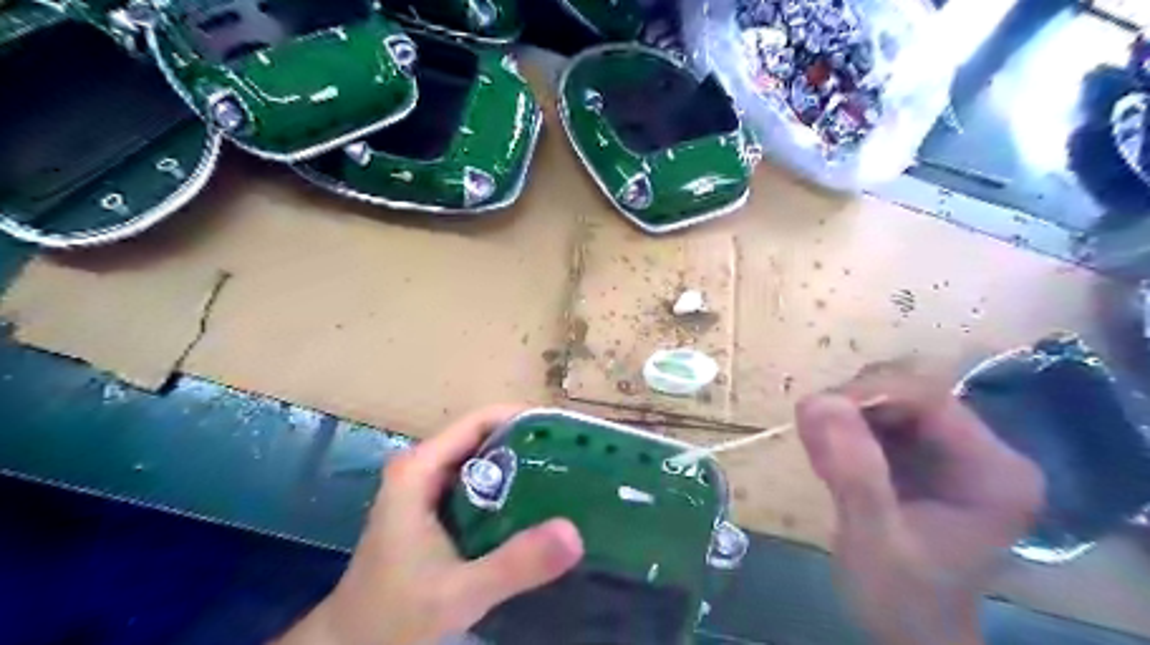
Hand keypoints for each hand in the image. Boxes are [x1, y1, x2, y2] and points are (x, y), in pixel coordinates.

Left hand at [275, 405, 585, 642]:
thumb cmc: (394, 616)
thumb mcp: (460, 592)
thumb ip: (515, 563)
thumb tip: (574, 533)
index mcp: (419, 469)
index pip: (479, 421)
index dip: (523, 419)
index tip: (565, 432)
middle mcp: (423, 468)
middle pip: (484, 438)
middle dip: (529, 444)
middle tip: (575, 458)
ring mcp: (427, 490)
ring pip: (482, 463)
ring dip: (521, 467)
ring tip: (566, 477)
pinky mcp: (434, 511)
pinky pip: (478, 487)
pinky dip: (508, 491)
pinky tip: (537, 508)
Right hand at [798, 362, 1049, 644]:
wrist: (908, 628)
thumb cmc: (901, 597)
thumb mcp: (874, 540)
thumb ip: (854, 473)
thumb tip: (818, 401)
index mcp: (994, 471)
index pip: (930, 398)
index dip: (870, 393)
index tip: (817, 412)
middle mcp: (981, 449)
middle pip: (908, 391)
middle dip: (853, 406)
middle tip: (814, 438)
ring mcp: (951, 448)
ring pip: (888, 398)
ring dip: (844, 417)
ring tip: (821, 455)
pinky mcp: (922, 452)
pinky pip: (877, 417)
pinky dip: (844, 429)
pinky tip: (829, 458)